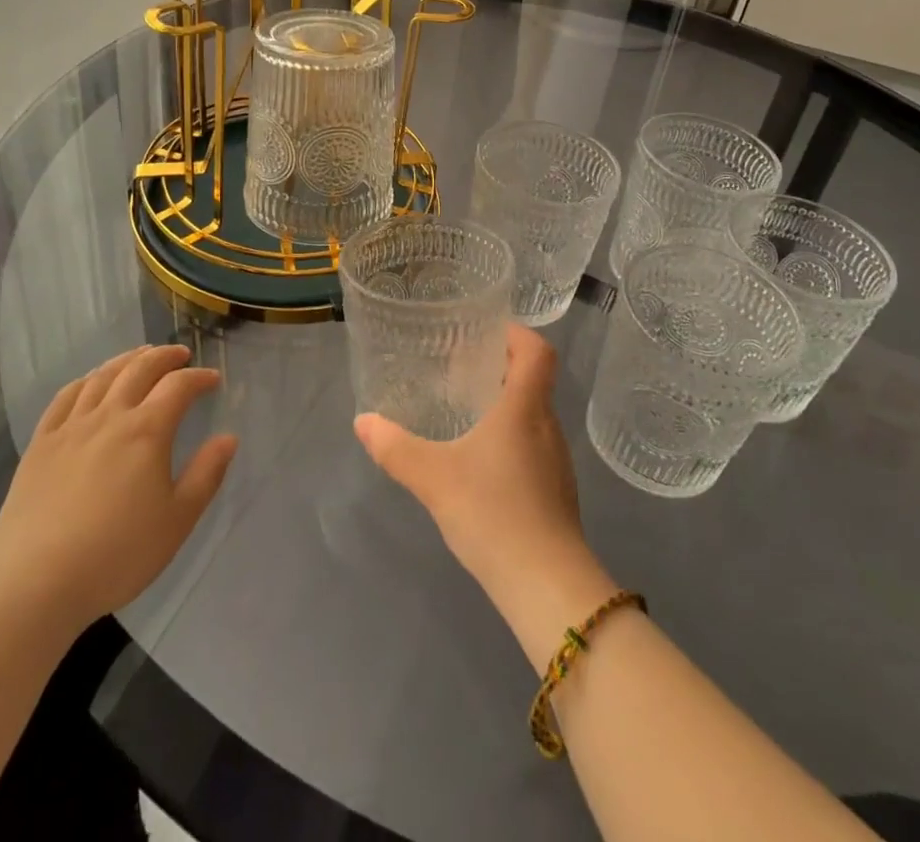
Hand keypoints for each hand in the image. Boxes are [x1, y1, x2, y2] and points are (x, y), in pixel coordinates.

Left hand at [0, 344, 237, 627]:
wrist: (37, 583)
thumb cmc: (118, 554)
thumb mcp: (178, 520)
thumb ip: (206, 474)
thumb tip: (228, 438)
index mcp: (147, 431)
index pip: (179, 386)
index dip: (199, 377)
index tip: (213, 379)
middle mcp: (110, 417)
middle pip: (140, 369)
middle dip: (164, 356)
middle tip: (180, 354)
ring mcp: (71, 428)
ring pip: (102, 377)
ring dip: (126, 359)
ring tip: (140, 356)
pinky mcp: (41, 444)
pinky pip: (65, 398)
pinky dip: (85, 381)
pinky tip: (91, 382)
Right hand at [353, 326, 589, 597]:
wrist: (548, 588)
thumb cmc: (494, 513)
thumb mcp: (434, 477)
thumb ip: (395, 448)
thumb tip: (363, 421)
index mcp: (525, 408)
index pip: (537, 350)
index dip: (516, 333)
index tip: (485, 330)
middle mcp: (547, 426)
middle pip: (533, 380)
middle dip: (499, 368)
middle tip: (460, 368)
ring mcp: (556, 462)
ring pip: (532, 415)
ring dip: (504, 405)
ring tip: (465, 411)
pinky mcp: (556, 492)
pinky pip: (533, 446)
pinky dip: (509, 438)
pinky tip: (480, 462)